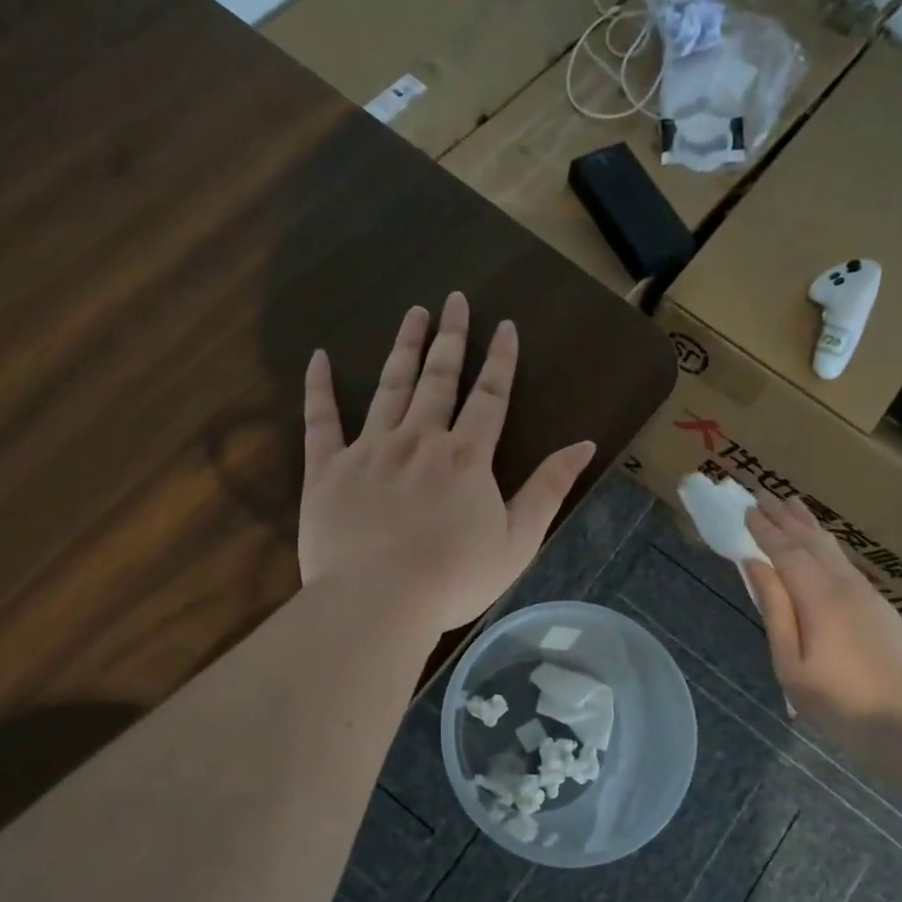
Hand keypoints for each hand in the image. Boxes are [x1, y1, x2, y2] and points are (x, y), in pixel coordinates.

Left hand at [299, 292, 595, 634]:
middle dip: (451, 338)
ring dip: (403, 348)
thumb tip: (584, 445)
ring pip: (389, 387)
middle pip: (439, 379)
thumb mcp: (517, 540)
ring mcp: (370, 450)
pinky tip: (318, 357)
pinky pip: (320, 421)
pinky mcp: (327, 469)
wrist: (379, 602)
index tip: (504, 326)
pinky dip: (318, 388)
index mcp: (465, 457)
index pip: (489, 397)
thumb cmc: (453, 578)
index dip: (499, 361)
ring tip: (412, 313)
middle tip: (454, 300)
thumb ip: (548, 489)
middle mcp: (419, 440)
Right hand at [743, 490, 901, 744]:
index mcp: (819, 598)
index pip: (786, 551)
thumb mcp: (791, 664)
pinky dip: (827, 546)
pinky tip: (824, 546)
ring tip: (793, 505)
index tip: (746, 508)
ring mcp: (870, 596)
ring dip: (809, 526)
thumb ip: (774, 610)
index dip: (764, 529)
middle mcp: (846, 586)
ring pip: (834, 550)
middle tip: (764, 494)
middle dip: (786, 517)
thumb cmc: (840, 703)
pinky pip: (847, 565)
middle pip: (812, 541)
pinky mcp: (884, 610)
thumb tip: (756, 565)